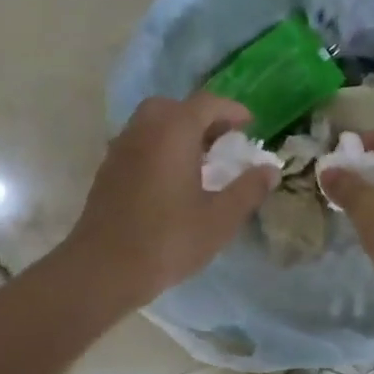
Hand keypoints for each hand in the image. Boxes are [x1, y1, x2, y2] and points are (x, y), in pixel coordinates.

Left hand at [64, 94, 277, 310]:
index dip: (231, 110)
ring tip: (201, 162)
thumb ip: (248, 190)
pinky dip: (159, 149)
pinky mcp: (107, 172)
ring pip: (152, 125)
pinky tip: (173, 181)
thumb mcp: (220, 219)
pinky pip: (138, 144)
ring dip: (178, 133)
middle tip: (222, 140)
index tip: (250, 125)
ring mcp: (120, 150)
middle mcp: (143, 131)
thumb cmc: (168, 240)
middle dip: (201, 117)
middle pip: (174, 107)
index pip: (206, 103)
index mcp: (173, 132)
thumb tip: (270, 170)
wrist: (103, 269)